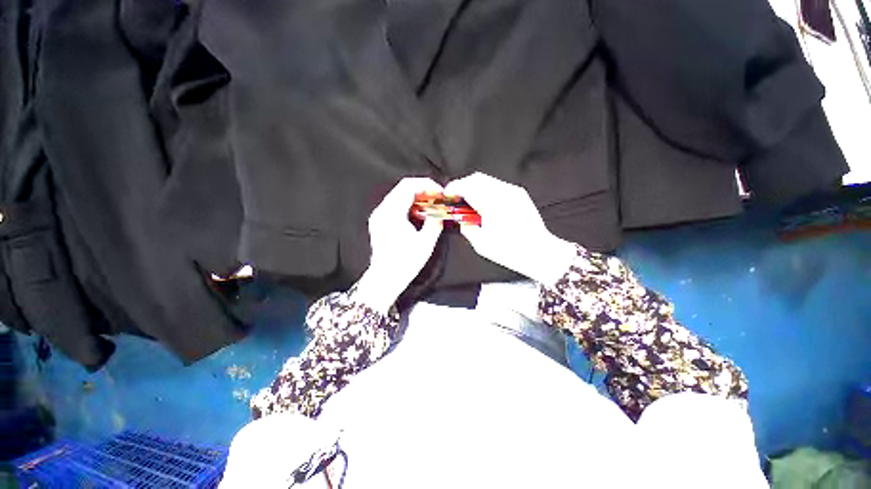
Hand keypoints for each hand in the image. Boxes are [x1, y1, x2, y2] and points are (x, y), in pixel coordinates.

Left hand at [354, 178, 444, 312]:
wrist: (385, 279)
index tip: (440, 192)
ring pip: (399, 196)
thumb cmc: (404, 263)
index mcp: (392, 213)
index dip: (427, 185)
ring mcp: (379, 216)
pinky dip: (409, 205)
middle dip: (423, 190)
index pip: (408, 186)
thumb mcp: (425, 243)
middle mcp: (382, 211)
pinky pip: (395, 206)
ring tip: (431, 205)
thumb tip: (440, 212)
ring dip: (417, 198)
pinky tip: (419, 214)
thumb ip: (435, 222)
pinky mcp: (379, 222)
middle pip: (403, 189)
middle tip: (438, 198)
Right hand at [444, 172, 575, 285]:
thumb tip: (460, 218)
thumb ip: (467, 227)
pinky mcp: (519, 193)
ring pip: (487, 179)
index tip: (446, 194)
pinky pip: (497, 184)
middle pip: (476, 178)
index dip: (454, 188)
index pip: (468, 187)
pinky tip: (484, 202)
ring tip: (468, 200)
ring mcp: (513, 191)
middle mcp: (503, 192)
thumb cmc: (509, 251)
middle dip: (462, 185)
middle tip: (456, 198)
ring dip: (474, 186)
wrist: (539, 251)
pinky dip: (485, 189)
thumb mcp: (481, 244)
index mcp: (492, 205)